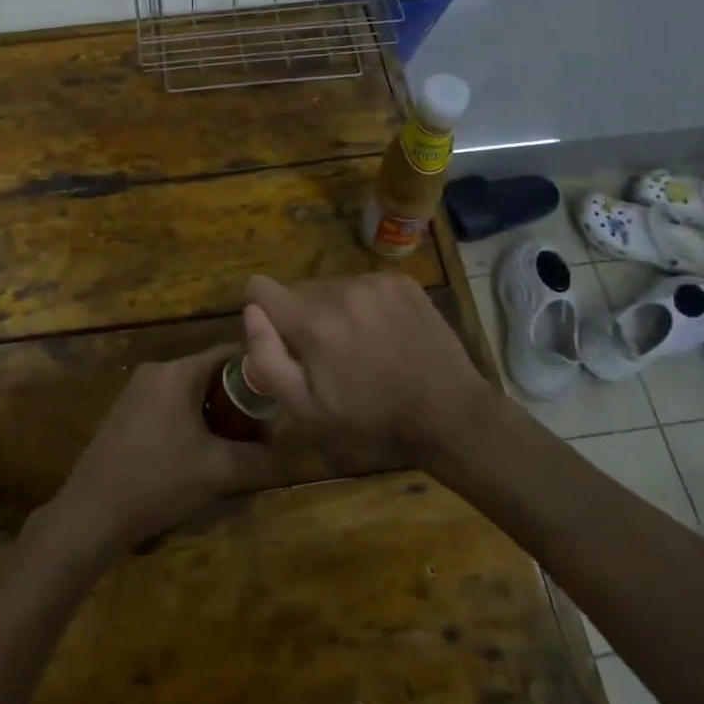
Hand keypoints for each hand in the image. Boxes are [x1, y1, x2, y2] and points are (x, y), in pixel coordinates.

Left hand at [41, 345, 282, 559]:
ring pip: (191, 396)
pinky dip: (190, 428)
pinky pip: (170, 410)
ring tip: (230, 457)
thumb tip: (288, 457)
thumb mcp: (217, 472)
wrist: (90, 513)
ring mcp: (136, 393)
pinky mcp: (125, 415)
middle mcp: (156, 372)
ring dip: (214, 422)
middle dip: (237, 407)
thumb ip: (258, 460)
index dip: (258, 376)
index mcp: (177, 372)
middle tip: (256, 439)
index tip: (277, 405)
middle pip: (210, 377)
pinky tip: (195, 464)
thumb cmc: (157, 480)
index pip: (229, 354)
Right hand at [242, 271, 487, 469]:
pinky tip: (385, 335)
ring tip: (361, 348)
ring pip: (331, 288)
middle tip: (328, 358)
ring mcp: (374, 281)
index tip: (281, 341)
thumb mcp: (308, 412)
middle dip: (302, 319)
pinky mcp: (401, 281)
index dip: (261, 313)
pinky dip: (364, 305)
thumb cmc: (374, 422)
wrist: (451, 414)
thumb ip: (268, 360)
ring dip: (333, 311)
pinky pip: (363, 285)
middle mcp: (340, 289)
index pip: (259, 288)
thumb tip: (251, 314)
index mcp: (312, 322)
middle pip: (298, 292)